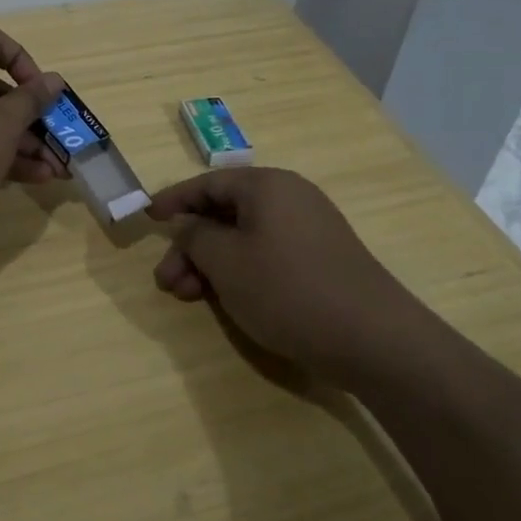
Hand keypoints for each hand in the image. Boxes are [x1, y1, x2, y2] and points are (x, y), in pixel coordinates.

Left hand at [0, 24, 65, 222]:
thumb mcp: (7, 120)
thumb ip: (33, 99)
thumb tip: (54, 80)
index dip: (21, 59)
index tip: (39, 88)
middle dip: (31, 118)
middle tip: (57, 138)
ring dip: (23, 145)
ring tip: (56, 169)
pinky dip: (1, 158)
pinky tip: (34, 179)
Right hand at [148, 167, 433, 383]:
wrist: (373, 338)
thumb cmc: (287, 289)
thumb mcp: (226, 262)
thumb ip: (195, 236)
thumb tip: (185, 222)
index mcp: (267, 185)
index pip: (207, 183)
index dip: (173, 201)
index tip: (147, 219)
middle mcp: (290, 197)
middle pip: (225, 212)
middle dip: (190, 246)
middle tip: (166, 281)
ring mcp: (309, 228)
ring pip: (244, 237)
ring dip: (211, 263)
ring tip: (188, 297)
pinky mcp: (321, 258)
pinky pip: (267, 253)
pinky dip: (239, 271)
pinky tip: (225, 299)